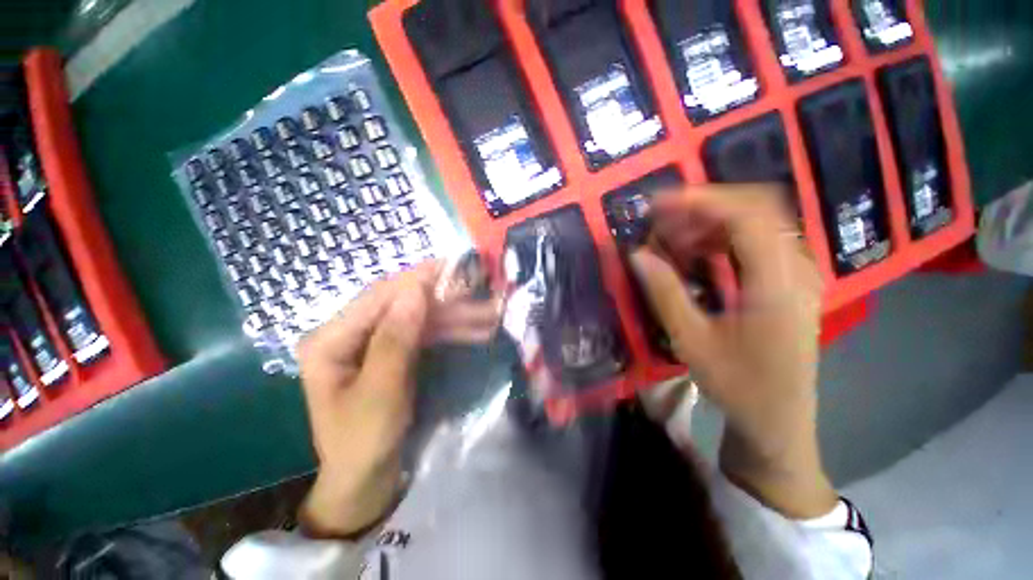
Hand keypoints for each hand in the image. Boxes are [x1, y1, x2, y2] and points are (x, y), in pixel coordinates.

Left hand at [298, 260, 500, 536]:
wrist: (366, 481)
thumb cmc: (363, 443)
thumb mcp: (380, 394)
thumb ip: (395, 340)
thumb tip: (415, 289)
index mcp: (329, 340)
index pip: (378, 297)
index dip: (416, 280)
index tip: (453, 266)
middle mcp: (351, 333)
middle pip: (403, 305)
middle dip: (445, 301)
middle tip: (482, 292)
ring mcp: (375, 341)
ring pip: (421, 318)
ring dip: (456, 316)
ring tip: (491, 314)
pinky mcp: (394, 351)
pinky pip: (425, 334)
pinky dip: (452, 331)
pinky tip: (478, 330)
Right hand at [630, 185, 835, 517]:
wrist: (777, 419)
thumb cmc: (737, 385)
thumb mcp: (692, 340)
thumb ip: (664, 292)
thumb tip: (636, 255)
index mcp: (777, 284)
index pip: (746, 216)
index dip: (701, 201)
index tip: (660, 203)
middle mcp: (796, 270)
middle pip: (757, 210)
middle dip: (704, 206)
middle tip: (662, 219)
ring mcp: (797, 275)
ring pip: (758, 223)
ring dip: (712, 221)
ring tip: (674, 235)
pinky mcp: (789, 283)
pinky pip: (758, 242)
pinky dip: (724, 237)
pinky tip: (698, 252)